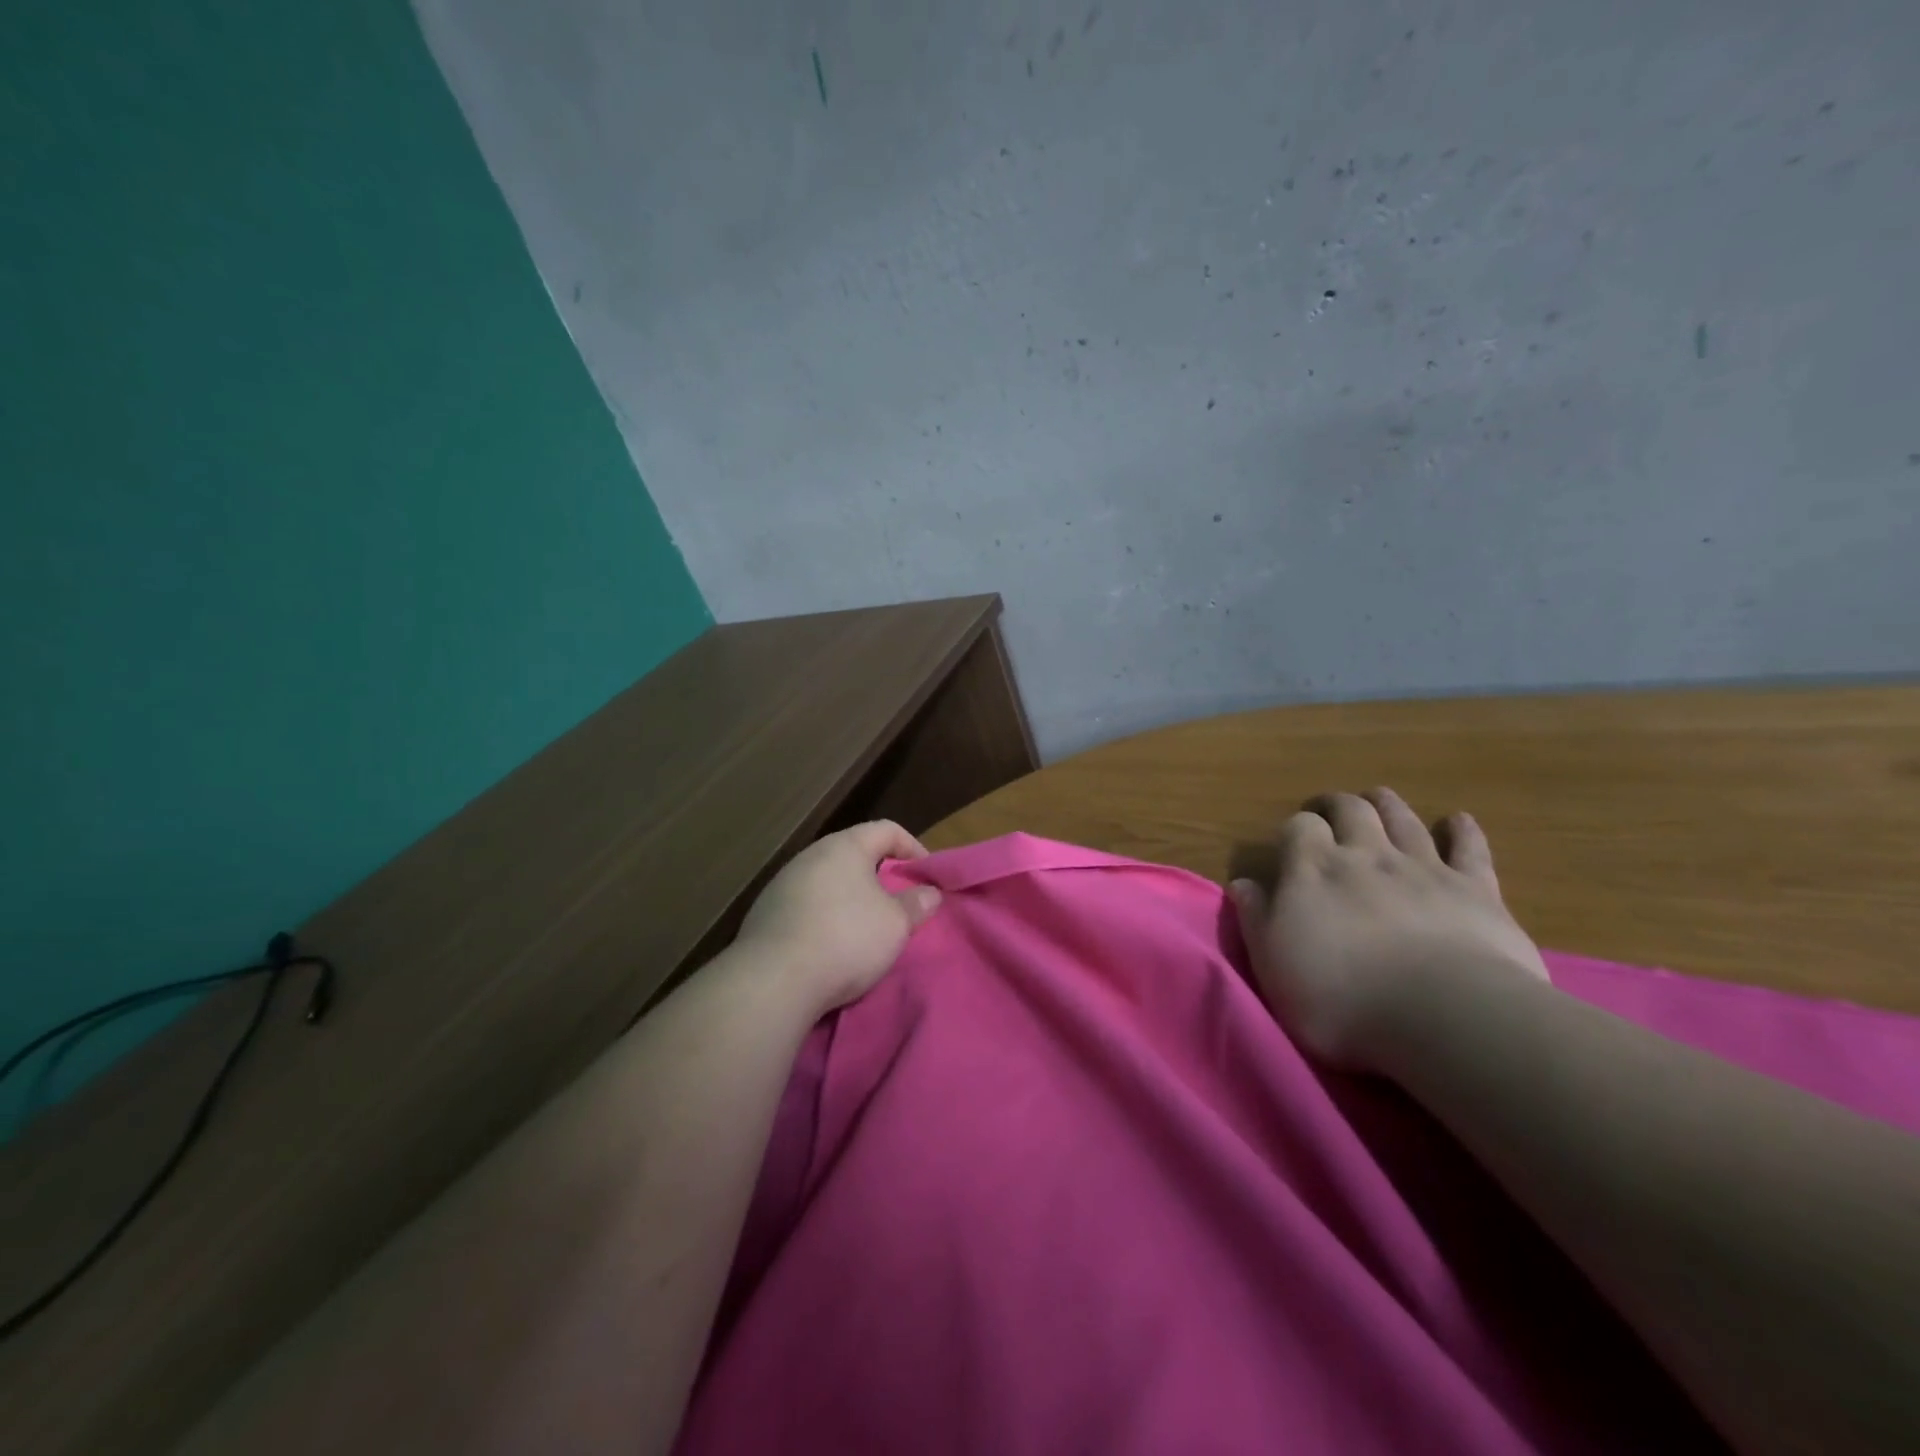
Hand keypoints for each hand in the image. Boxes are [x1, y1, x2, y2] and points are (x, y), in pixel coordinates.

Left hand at [733, 820, 942, 1015]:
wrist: (773, 980)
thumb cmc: (846, 939)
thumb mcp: (896, 924)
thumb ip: (916, 904)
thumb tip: (929, 892)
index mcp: (844, 847)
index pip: (887, 829)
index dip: (912, 847)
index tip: (926, 876)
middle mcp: (810, 855)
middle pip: (854, 854)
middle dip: (880, 875)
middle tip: (898, 902)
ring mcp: (782, 883)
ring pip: (828, 880)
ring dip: (850, 897)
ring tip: (866, 926)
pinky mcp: (765, 913)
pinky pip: (806, 905)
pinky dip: (825, 916)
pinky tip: (831, 944)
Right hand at [1230, 788, 1548, 1071]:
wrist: (1443, 1013)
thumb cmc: (1341, 995)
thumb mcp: (1273, 963)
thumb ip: (1256, 918)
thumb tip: (1242, 884)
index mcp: (1314, 869)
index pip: (1299, 827)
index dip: (1295, 829)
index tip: (1290, 843)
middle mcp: (1366, 854)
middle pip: (1351, 811)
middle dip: (1337, 805)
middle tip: (1329, 811)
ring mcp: (1423, 867)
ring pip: (1402, 819)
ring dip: (1388, 805)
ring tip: (1378, 799)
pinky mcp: (1475, 889)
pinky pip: (1470, 849)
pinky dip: (1463, 832)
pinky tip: (1458, 821)